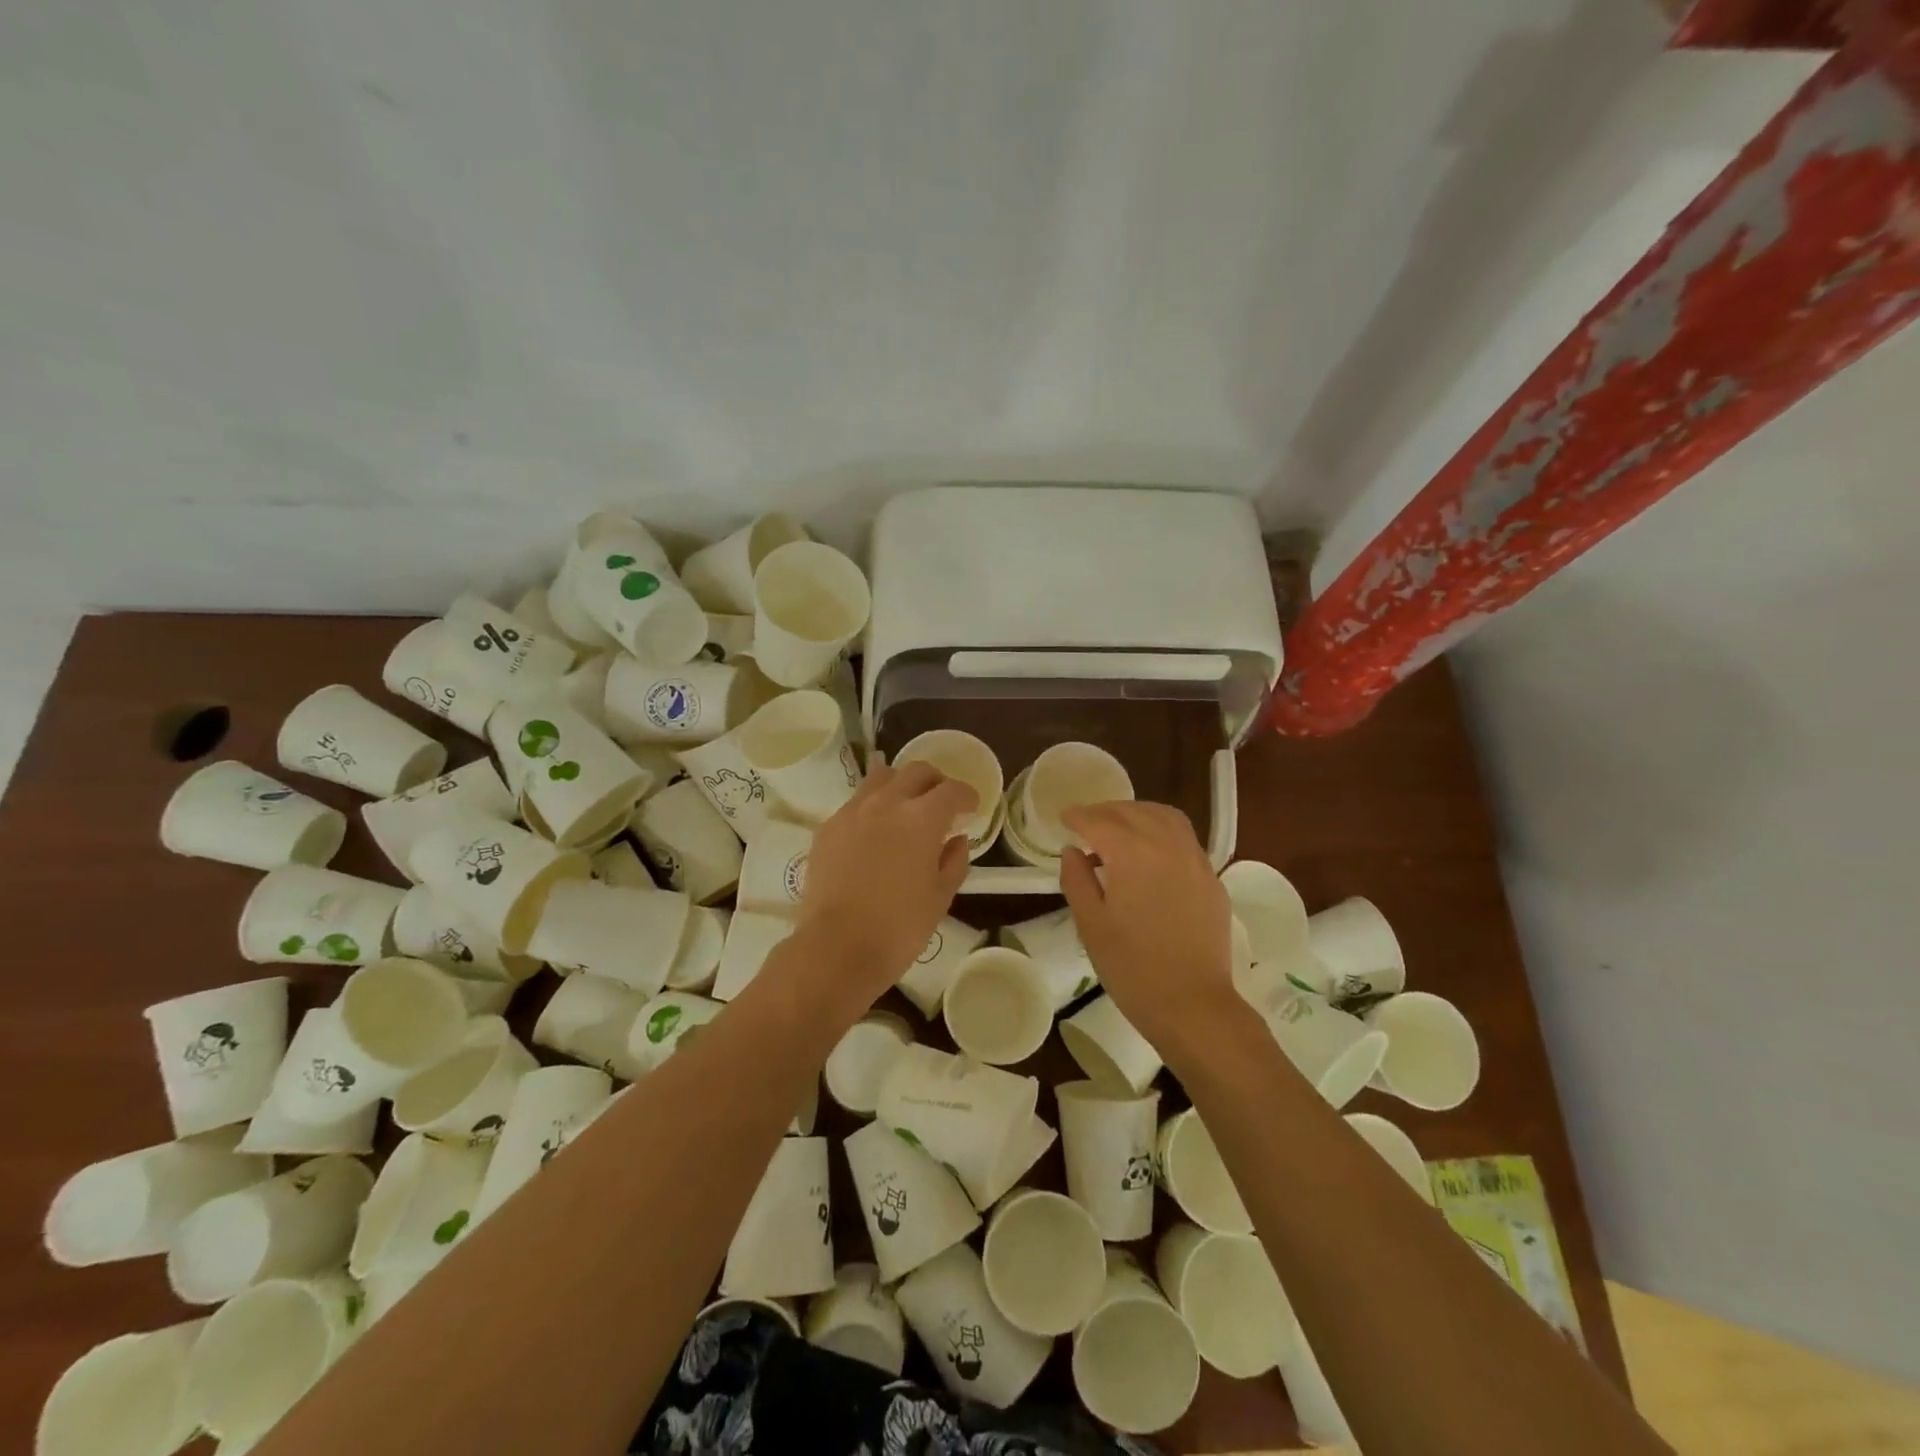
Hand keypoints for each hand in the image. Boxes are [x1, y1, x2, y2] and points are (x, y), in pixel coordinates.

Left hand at [796, 759, 976, 1008]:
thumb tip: (956, 839)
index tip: (972, 808)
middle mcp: (886, 804)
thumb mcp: (940, 898)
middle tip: (942, 803)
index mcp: (921, 819)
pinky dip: (873, 807)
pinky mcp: (828, 827)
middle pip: (917, 772)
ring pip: (881, 777)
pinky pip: (856, 803)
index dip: (967, 796)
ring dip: (901, 785)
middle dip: (936, 782)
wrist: (835, 949)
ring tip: (906, 808)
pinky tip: (875, 833)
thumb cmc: (898, 929)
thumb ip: (954, 861)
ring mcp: (852, 812)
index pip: (952, 790)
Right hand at [1059, 801, 1236, 1049]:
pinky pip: (1184, 838)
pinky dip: (1161, 831)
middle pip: (1132, 812)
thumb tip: (1073, 850)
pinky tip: (1150, 853)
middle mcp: (1166, 845)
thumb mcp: (1090, 925)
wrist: (1193, 1005)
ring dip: (1137, 814)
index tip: (1064, 818)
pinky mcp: (1211, 878)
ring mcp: (1195, 860)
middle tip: (1086, 823)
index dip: (1078, 816)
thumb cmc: (1132, 968)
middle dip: (1106, 812)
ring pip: (1164, 817)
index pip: (1099, 821)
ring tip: (1119, 829)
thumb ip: (1077, 879)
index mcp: (1132, 854)